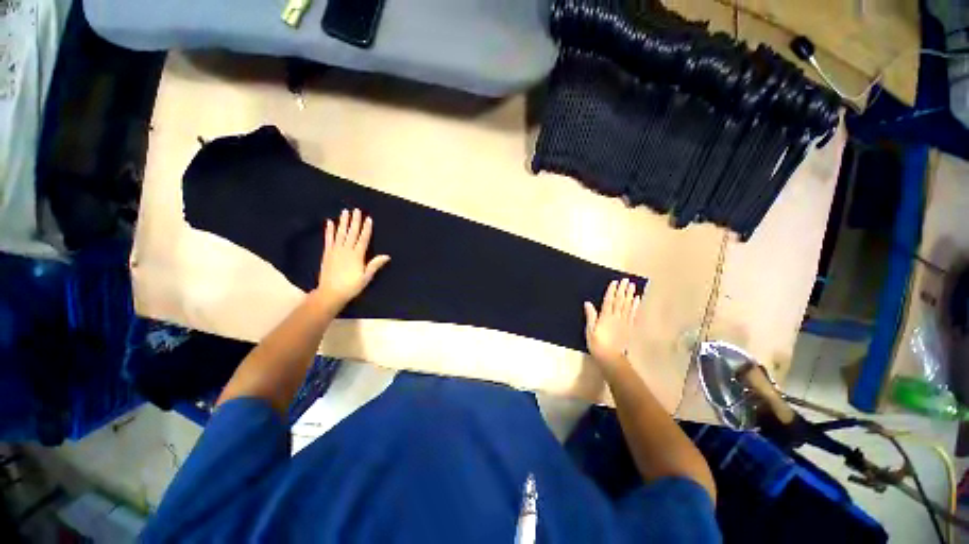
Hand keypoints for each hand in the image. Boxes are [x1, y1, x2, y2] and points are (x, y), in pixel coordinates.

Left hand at [310, 209, 389, 310]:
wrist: (331, 293)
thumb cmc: (351, 286)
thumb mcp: (366, 277)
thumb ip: (375, 265)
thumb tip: (387, 256)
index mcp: (357, 255)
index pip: (363, 239)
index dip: (366, 228)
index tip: (368, 219)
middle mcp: (346, 250)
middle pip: (352, 233)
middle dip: (355, 221)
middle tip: (356, 210)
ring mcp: (335, 250)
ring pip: (340, 233)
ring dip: (343, 222)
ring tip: (345, 212)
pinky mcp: (327, 253)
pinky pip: (328, 239)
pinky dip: (329, 230)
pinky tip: (329, 222)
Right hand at [584, 278, 640, 370]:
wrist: (611, 358)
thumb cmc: (597, 344)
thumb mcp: (590, 330)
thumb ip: (591, 316)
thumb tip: (588, 303)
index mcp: (605, 317)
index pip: (609, 301)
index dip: (612, 291)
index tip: (615, 282)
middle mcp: (616, 317)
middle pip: (620, 301)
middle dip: (623, 290)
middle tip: (626, 280)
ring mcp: (624, 322)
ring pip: (628, 306)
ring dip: (630, 295)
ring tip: (632, 286)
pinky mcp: (629, 327)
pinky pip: (633, 314)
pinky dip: (635, 306)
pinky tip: (637, 299)